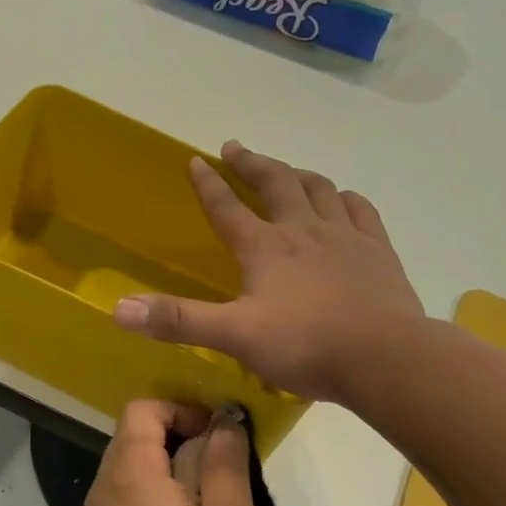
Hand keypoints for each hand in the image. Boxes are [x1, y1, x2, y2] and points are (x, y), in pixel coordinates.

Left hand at [84, 401, 261, 505]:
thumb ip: (225, 462)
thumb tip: (223, 421)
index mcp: (129, 472)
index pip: (142, 409)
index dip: (182, 410)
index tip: (218, 437)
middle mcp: (105, 487)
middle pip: (137, 436)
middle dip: (182, 439)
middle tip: (224, 470)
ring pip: (135, 468)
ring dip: (174, 471)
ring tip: (215, 503)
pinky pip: (131, 498)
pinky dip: (160, 496)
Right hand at [112, 142, 425, 404]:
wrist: (385, 357)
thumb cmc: (305, 346)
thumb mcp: (233, 336)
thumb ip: (178, 321)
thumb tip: (119, 309)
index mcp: (265, 248)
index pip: (228, 208)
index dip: (208, 184)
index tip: (196, 160)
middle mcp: (303, 230)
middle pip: (275, 183)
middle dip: (251, 164)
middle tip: (235, 149)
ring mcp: (345, 236)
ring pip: (318, 188)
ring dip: (296, 174)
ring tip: (286, 170)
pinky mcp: (378, 250)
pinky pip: (359, 209)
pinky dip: (343, 198)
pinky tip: (341, 199)